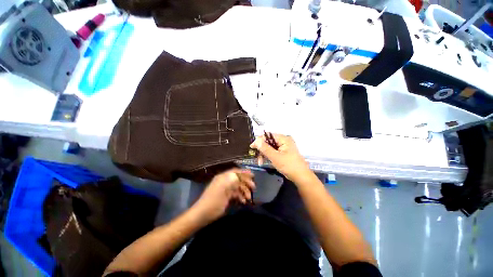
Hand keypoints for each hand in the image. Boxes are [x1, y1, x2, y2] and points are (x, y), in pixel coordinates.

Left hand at [193, 169, 254, 221]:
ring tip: (249, 198)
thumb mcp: (224, 189)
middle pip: (238, 179)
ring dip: (243, 191)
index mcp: (223, 177)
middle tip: (254, 188)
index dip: (244, 173)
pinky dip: (239, 196)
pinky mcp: (225, 196)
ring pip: (237, 187)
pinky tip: (243, 201)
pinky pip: (234, 193)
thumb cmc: (214, 201)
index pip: (236, 172)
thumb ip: (233, 181)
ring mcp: (225, 189)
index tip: (253, 175)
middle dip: (246, 183)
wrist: (202, 214)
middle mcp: (224, 181)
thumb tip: (240, 175)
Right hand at [250, 134, 311, 181]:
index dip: (259, 140)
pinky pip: (274, 151)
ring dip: (264, 154)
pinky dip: (269, 156)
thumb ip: (265, 148)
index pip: (268, 136)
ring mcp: (284, 147)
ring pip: (270, 147)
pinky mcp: (284, 152)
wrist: (301, 177)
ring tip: (260, 162)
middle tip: (256, 157)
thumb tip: (256, 140)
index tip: (252, 147)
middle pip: (269, 142)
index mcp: (283, 139)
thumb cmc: (289, 166)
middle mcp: (284, 140)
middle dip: (262, 149)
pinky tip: (265, 161)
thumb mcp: (275, 157)